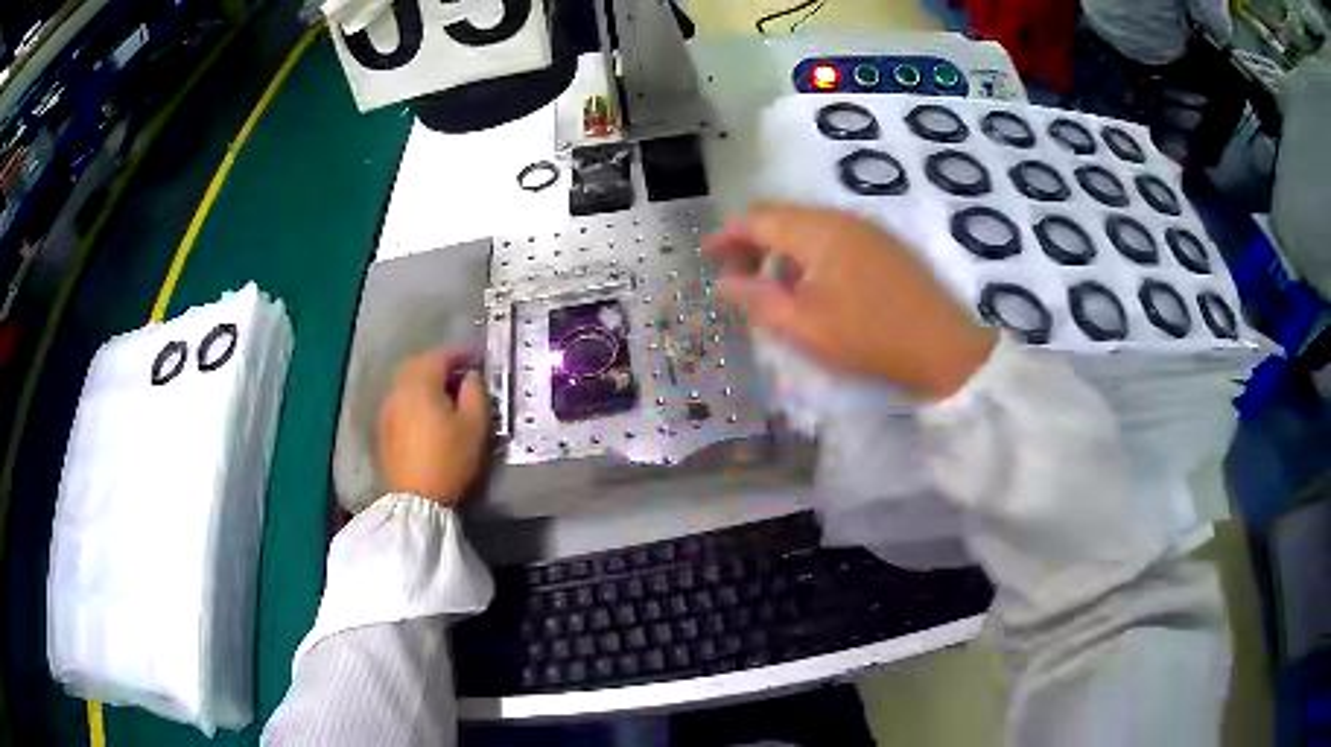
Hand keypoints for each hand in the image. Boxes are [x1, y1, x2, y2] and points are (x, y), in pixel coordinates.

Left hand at [378, 349, 488, 504]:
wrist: (416, 499)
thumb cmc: (449, 459)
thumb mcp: (475, 425)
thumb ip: (475, 392)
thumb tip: (470, 376)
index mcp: (421, 383)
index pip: (441, 356)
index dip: (461, 354)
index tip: (477, 359)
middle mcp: (399, 389)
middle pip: (418, 364)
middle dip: (439, 364)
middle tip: (460, 374)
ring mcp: (387, 408)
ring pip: (406, 381)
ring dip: (425, 380)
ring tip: (445, 393)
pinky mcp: (383, 427)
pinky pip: (400, 399)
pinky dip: (414, 397)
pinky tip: (427, 413)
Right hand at [704, 203, 995, 399]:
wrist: (944, 347)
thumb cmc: (869, 337)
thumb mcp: (803, 325)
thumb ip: (757, 299)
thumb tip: (723, 283)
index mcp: (817, 230)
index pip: (757, 218)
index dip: (727, 235)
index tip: (706, 257)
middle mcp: (840, 217)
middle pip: (782, 216)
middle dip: (752, 242)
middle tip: (737, 278)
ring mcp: (867, 229)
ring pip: (807, 226)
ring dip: (781, 249)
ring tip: (774, 289)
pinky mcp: (884, 245)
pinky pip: (833, 237)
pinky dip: (809, 254)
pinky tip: (814, 288)